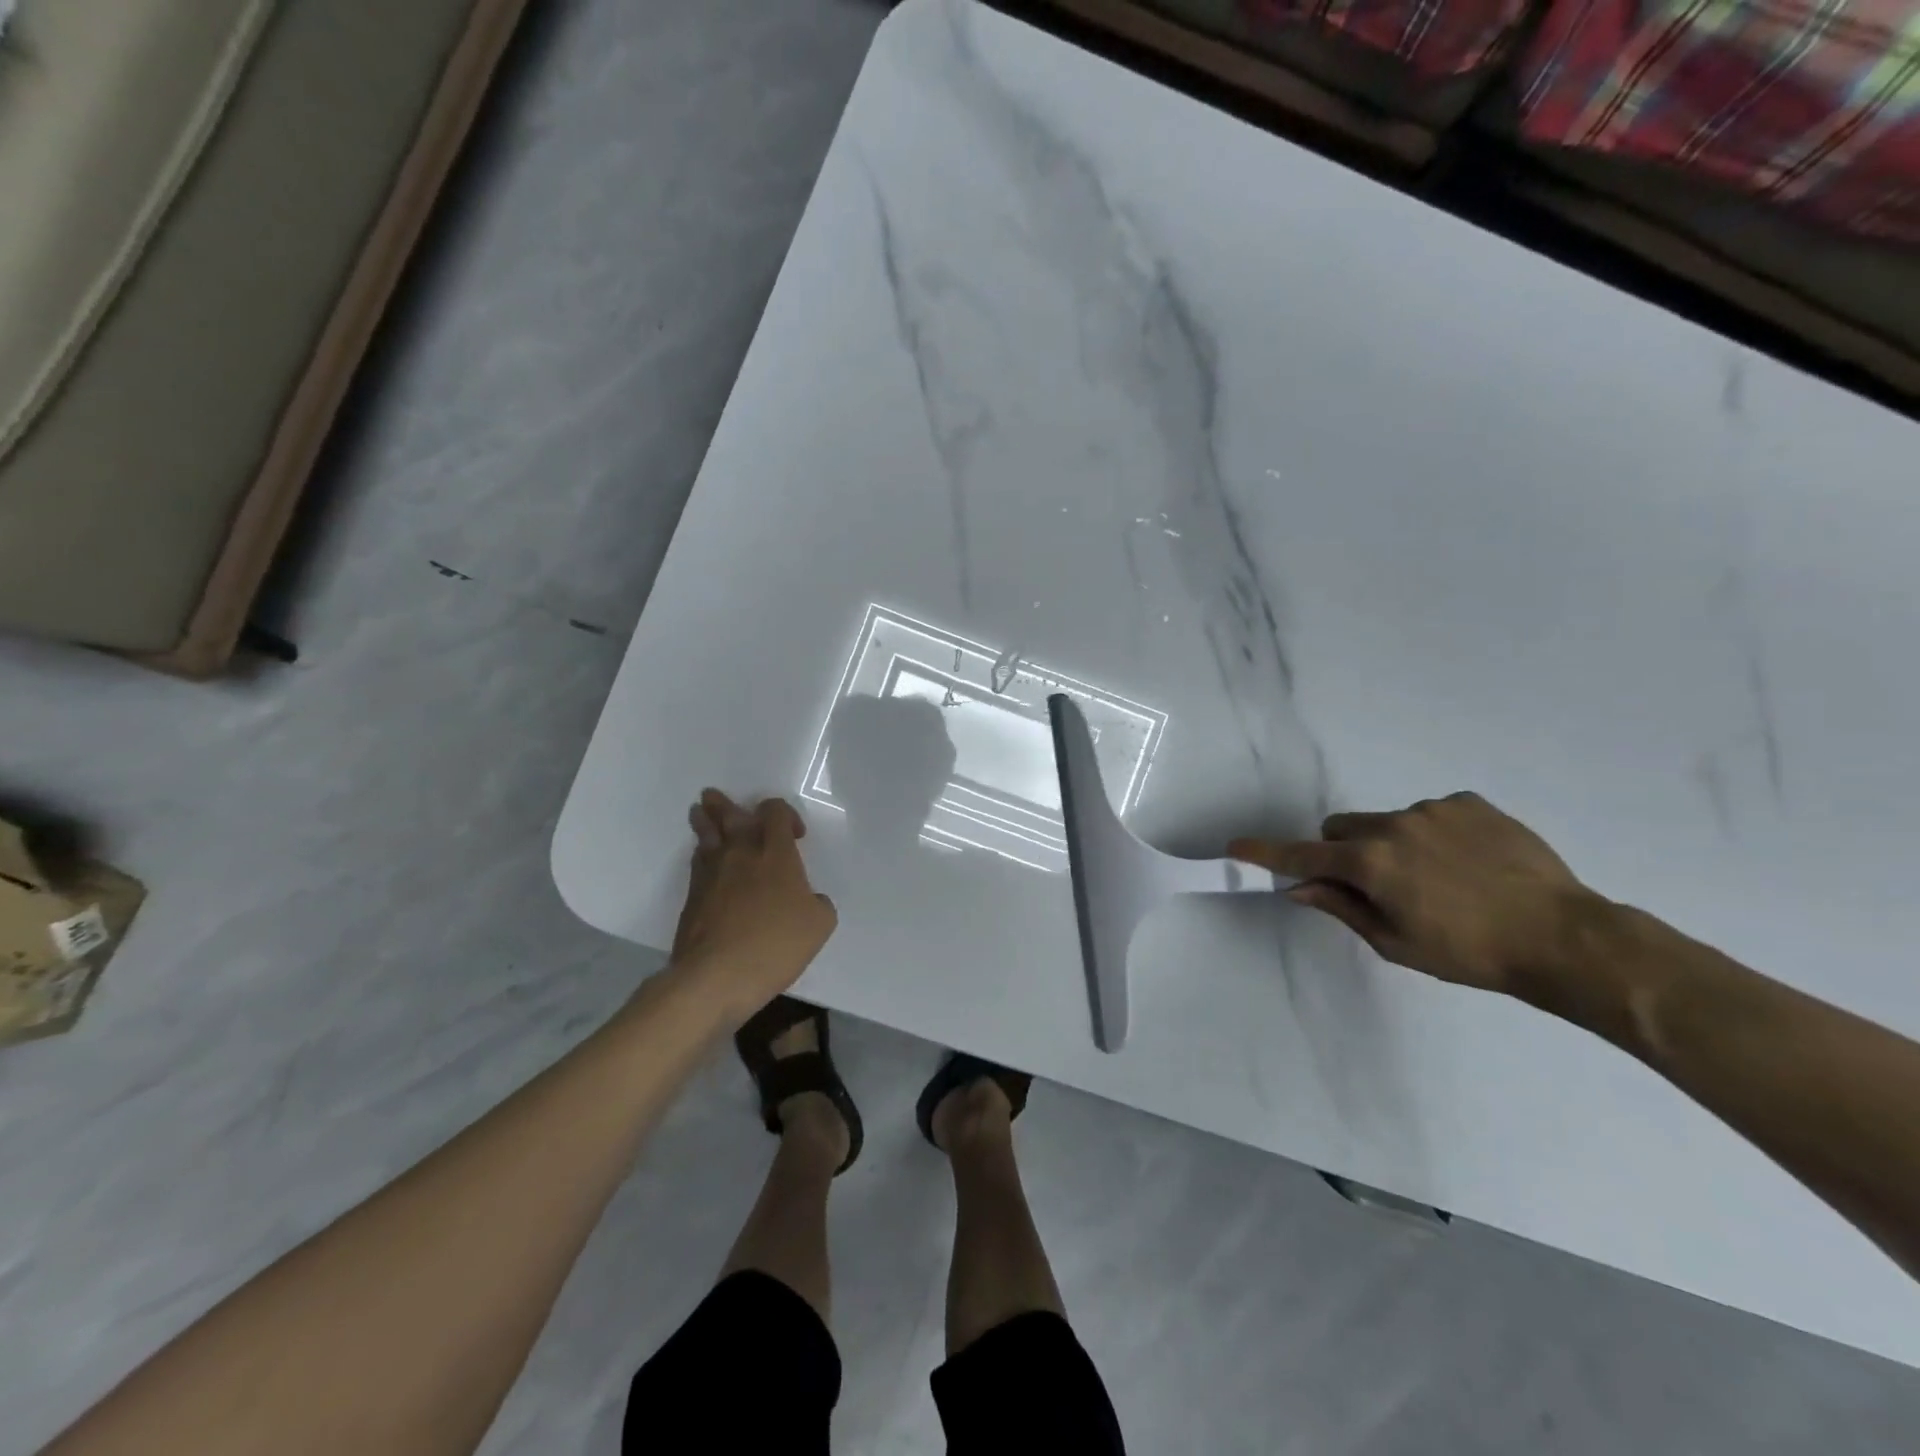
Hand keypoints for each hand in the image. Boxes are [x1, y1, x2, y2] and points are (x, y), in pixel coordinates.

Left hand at [666, 790, 838, 1022]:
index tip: (795, 835)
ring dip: (705, 821)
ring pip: (706, 836)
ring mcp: (711, 874)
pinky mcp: (692, 897)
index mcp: (776, 854)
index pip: (774, 813)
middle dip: (725, 805)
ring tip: (700, 812)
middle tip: (715, 796)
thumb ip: (818, 904)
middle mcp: (741, 854)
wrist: (715, 976)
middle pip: (729, 816)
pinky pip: (697, 863)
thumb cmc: (774, 945)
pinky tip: (703, 858)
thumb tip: (809, 899)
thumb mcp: (819, 925)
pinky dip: (701, 854)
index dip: (784, 814)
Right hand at [1229, 792, 1602, 995]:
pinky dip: (1432, 835)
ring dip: (1391, 845)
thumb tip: (1301, 887)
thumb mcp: (1396, 942)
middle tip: (1374, 886)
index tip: (1236, 846)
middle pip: (1340, 829)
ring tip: (1439, 879)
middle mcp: (1393, 825)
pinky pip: (1430, 813)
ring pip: (1386, 821)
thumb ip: (1342, 907)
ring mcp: (1433, 809)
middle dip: (1342, 852)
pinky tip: (1468, 864)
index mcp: (1371, 863)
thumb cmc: (1470, 952)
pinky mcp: (1470, 803)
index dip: (1266, 853)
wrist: (1563, 937)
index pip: (1303, 855)